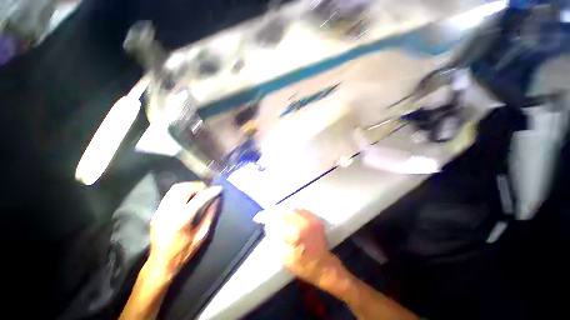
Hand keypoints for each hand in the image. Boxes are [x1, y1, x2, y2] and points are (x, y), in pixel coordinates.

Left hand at [147, 182, 221, 282]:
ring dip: (190, 186)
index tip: (220, 188)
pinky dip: (182, 190)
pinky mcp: (157, 211)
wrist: (160, 263)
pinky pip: (170, 194)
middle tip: (209, 189)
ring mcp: (160, 211)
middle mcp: (169, 212)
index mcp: (182, 220)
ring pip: (175, 188)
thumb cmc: (184, 252)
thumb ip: (210, 216)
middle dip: (199, 186)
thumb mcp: (201, 235)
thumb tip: (217, 200)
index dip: (211, 191)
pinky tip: (189, 195)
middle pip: (185, 189)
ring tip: (200, 190)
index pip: (199, 198)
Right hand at [263, 209, 340, 286]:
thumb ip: (276, 240)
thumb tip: (269, 227)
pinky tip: (285, 211)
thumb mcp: (285, 258)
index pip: (277, 219)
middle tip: (265, 213)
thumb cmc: (303, 266)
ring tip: (273, 211)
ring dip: (281, 208)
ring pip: (292, 207)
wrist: (324, 266)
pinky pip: (300, 208)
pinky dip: (290, 208)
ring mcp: (311, 219)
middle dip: (273, 211)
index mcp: (295, 233)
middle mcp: (304, 222)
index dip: (266, 217)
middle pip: (284, 210)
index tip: (258, 217)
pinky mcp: (315, 218)